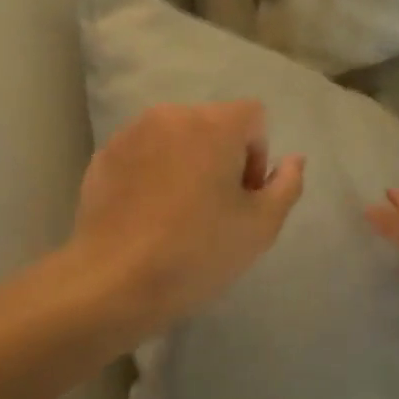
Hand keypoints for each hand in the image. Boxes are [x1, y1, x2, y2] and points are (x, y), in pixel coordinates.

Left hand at [70, 100, 305, 333]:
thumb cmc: (197, 252)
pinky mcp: (104, 156)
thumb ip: (286, 185)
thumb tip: (294, 160)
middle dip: (222, 157)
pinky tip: (147, 215)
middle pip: (213, 124)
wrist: (113, 282)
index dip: (257, 154)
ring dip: (186, 162)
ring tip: (178, 212)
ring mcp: (132, 133)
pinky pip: (143, 153)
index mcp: (214, 124)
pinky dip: (153, 172)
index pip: (253, 116)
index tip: (243, 196)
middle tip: (215, 208)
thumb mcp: (261, 226)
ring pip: (176, 137)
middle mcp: (172, 115)